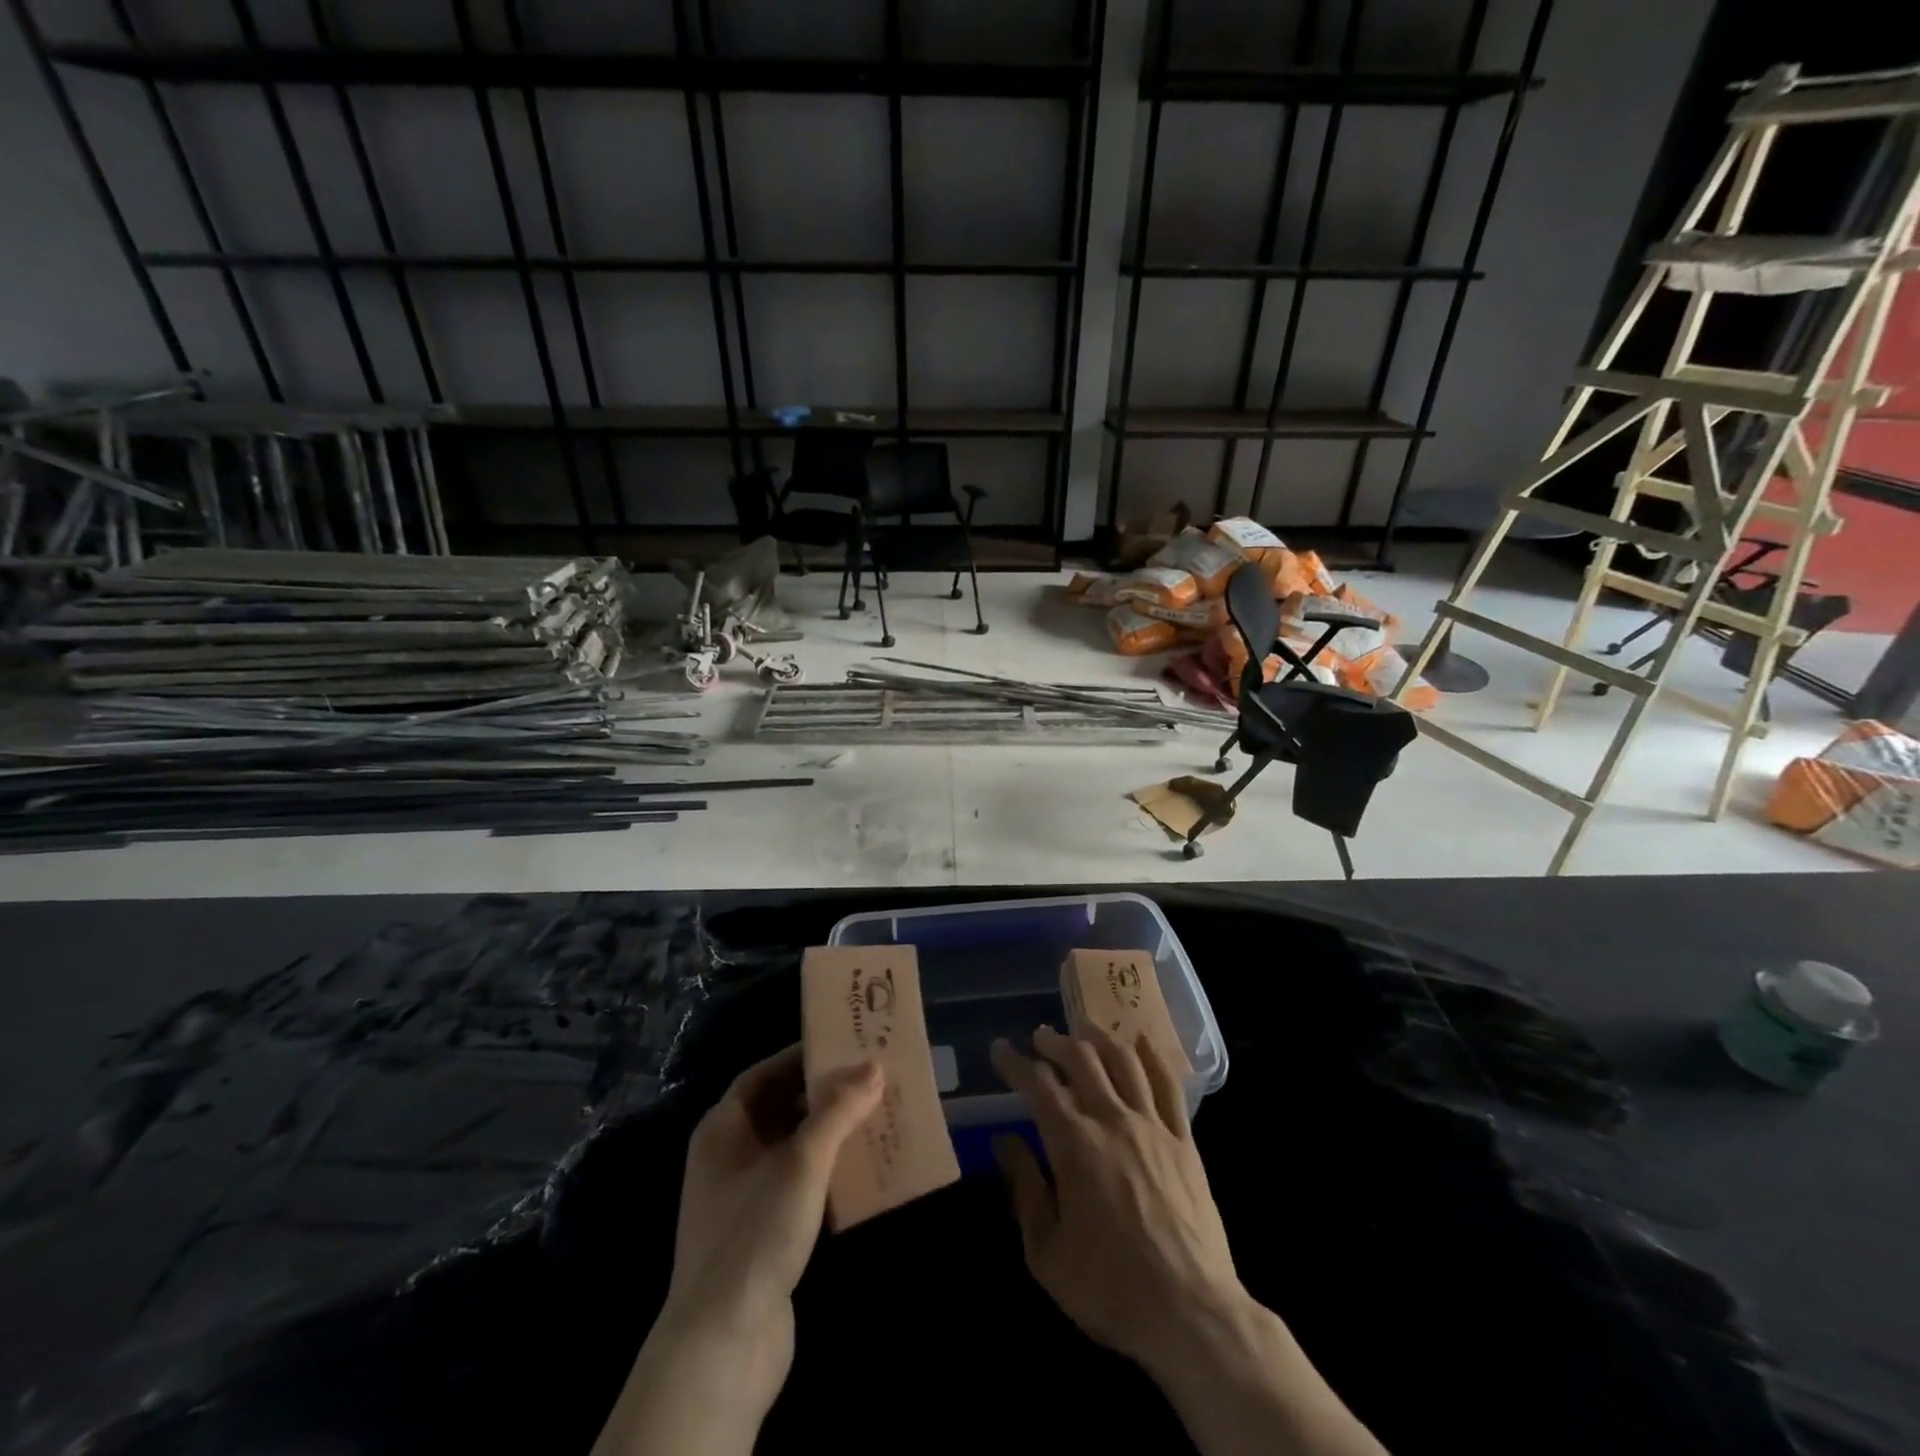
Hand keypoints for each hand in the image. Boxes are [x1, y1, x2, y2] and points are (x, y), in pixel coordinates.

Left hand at [664, 1045, 882, 1398]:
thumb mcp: (802, 1161)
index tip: (843, 1046)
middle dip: (823, 1094)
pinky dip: (828, 1173)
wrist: (723, 1345)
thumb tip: (873, 1064)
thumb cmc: (756, 1232)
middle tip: (870, 1078)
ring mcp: (743, 1198)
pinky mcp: (763, 1234)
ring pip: (793, 1148)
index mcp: (723, 1128)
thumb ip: (838, 1110)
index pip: (763, 1074)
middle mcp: (728, 1156)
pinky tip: (864, 1170)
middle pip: (780, 1108)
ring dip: (831, 1133)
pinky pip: (799, 1185)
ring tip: (876, 1116)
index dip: (800, 1057)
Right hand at [990, 1025, 1244, 1380]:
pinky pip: (1168, 1084)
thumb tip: (1004, 1141)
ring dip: (1099, 1037)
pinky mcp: (1184, 1141)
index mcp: (1075, 1145)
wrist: (1191, 1315)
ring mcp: (1153, 1126)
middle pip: (1082, 1059)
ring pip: (1124, 1060)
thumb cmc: (1110, 1288)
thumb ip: (1025, 1189)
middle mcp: (1113, 1121)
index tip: (1000, 1049)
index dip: (1015, 1063)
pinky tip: (1141, 1041)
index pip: (1038, 1085)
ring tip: (1084, 1029)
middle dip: (1056, 1041)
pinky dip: (1152, 1056)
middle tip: (1041, 1036)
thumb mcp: (1047, 1252)